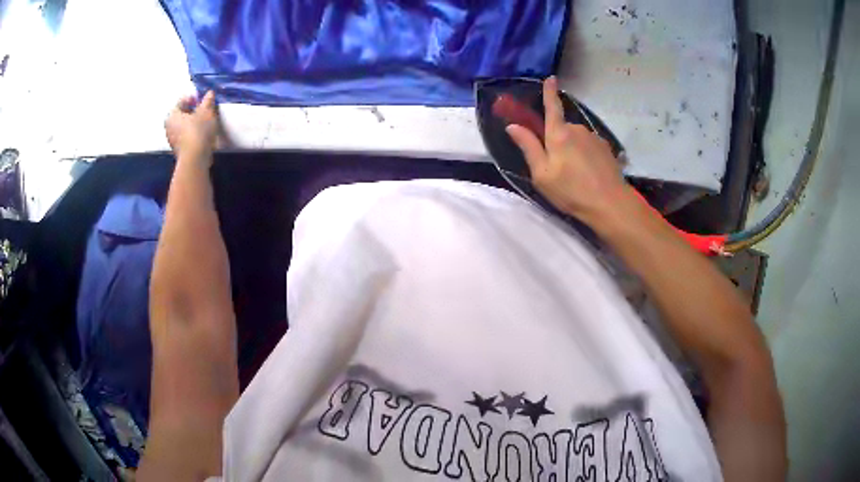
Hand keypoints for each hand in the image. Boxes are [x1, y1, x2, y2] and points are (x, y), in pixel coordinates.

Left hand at [165, 91, 220, 162]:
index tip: (203, 99)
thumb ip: (207, 101)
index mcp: (172, 115)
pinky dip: (192, 133)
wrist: (195, 159)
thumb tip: (209, 93)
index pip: (182, 101)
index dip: (193, 98)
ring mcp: (172, 140)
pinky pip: (185, 136)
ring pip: (183, 126)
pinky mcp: (178, 151)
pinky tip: (202, 134)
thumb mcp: (206, 112)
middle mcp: (168, 127)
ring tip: (205, 122)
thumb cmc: (198, 131)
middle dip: (192, 111)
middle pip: (181, 114)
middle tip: (204, 110)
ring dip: (192, 123)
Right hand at [506, 77, 635, 225]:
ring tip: (575, 175)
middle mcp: (577, 129)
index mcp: (559, 134)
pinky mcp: (606, 149)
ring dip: (573, 149)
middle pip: (562, 128)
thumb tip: (513, 126)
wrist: (610, 204)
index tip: (550, 78)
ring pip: (577, 138)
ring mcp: (594, 138)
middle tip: (556, 166)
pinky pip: (590, 146)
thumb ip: (528, 147)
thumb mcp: (542, 174)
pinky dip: (586, 156)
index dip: (549, 92)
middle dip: (557, 140)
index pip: (551, 107)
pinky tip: (589, 174)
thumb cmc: (571, 191)